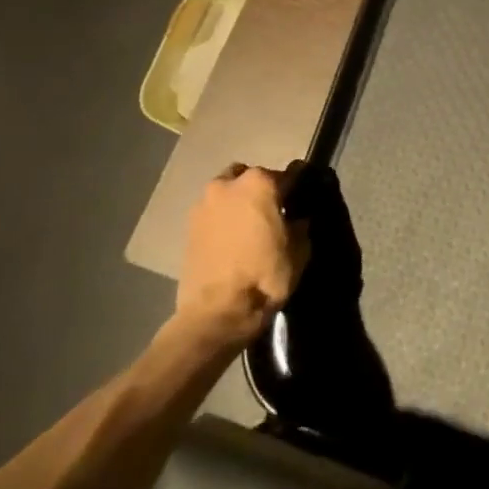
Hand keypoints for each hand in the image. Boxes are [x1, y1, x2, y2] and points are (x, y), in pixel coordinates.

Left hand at [175, 163, 310, 348]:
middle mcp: (228, 184)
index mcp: (260, 182)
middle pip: (251, 177)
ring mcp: (203, 205)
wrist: (216, 313)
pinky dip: (222, 221)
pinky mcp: (187, 228)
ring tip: (247, 228)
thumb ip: (299, 225)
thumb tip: (297, 218)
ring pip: (227, 193)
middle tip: (271, 213)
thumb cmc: (264, 276)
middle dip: (261, 189)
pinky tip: (231, 242)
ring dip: (238, 203)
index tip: (301, 201)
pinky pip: (212, 214)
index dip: (297, 188)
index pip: (288, 174)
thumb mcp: (299, 250)